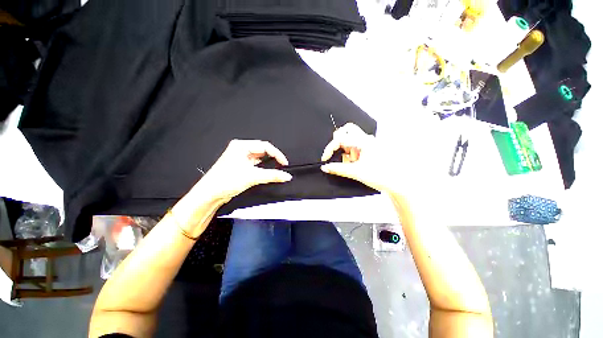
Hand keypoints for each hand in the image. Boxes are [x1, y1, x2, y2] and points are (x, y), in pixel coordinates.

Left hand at [199, 140, 291, 201]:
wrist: (210, 194)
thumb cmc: (222, 182)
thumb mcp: (252, 177)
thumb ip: (272, 176)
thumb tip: (285, 175)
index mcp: (241, 146)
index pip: (265, 146)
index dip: (277, 154)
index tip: (284, 163)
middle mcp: (240, 150)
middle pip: (263, 151)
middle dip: (273, 158)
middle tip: (281, 166)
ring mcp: (240, 158)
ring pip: (259, 158)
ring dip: (268, 164)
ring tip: (275, 170)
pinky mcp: (240, 167)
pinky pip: (255, 165)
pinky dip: (262, 169)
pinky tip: (265, 174)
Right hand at [321, 123, 393, 192]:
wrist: (396, 183)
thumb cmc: (381, 176)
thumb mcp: (355, 172)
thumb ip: (338, 169)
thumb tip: (326, 167)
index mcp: (364, 142)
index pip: (340, 138)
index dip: (330, 148)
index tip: (325, 158)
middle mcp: (367, 139)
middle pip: (346, 130)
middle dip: (338, 141)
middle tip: (337, 152)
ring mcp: (369, 143)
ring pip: (350, 138)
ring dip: (346, 149)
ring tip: (353, 162)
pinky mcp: (369, 148)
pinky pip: (355, 145)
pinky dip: (351, 153)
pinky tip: (356, 163)